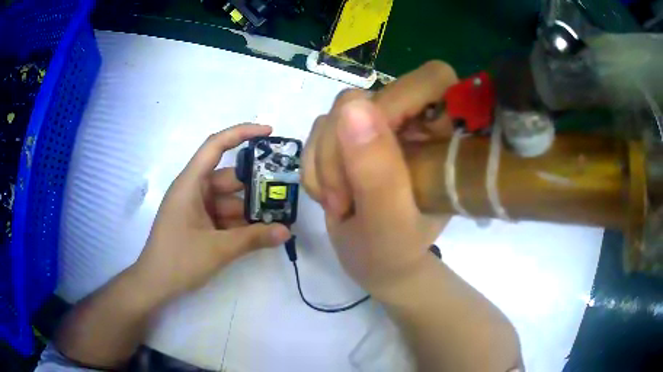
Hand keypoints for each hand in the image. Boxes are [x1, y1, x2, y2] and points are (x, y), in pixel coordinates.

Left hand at [133, 124, 291, 300]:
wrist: (155, 285)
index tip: (269, 132)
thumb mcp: (217, 249)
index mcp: (190, 184)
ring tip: (278, 220)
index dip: (242, 133)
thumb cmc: (178, 261)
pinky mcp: (198, 223)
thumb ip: (253, 239)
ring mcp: (196, 208)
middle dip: (255, 186)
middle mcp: (193, 190)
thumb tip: (286, 232)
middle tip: (284, 194)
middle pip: (229, 178)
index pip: (215, 146)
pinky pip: (223, 215)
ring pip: (229, 200)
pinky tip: (260, 234)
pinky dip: (240, 223)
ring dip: (250, 210)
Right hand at [302, 61, 457, 294]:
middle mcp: (415, 121)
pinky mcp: (353, 134)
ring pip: (338, 112)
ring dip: (326, 161)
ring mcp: (381, 125)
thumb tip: (352, 109)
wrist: (373, 262)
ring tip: (338, 203)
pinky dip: (314, 164)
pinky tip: (328, 194)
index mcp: (446, 137)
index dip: (401, 99)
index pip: (433, 80)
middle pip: (369, 96)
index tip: (375, 147)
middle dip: (344, 149)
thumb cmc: (394, 252)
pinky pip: (320, 128)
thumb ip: (377, 172)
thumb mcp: (389, 222)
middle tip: (344, 198)